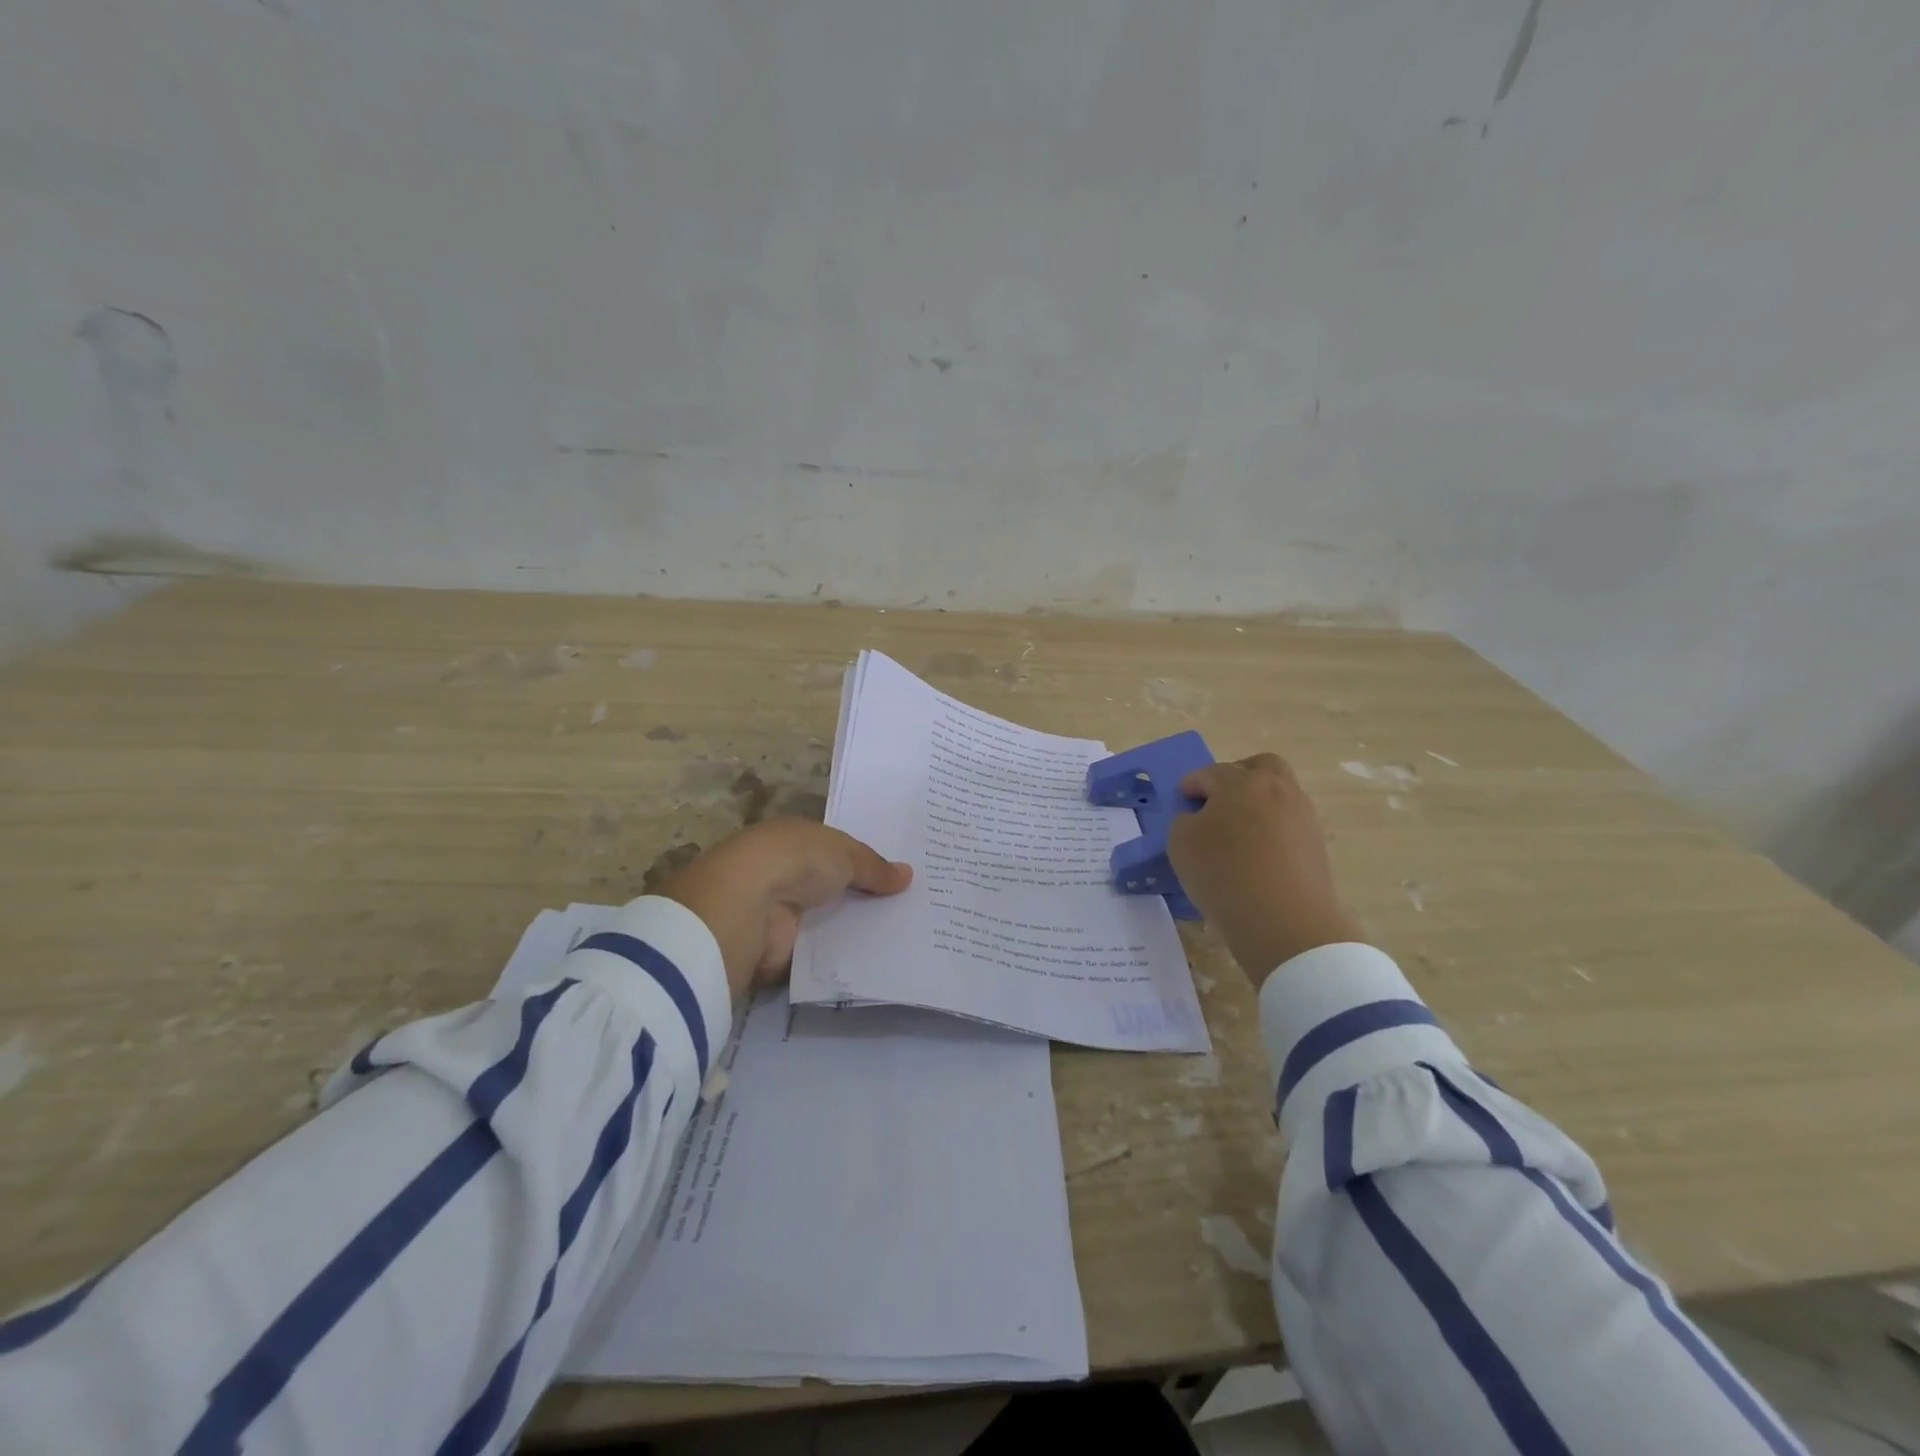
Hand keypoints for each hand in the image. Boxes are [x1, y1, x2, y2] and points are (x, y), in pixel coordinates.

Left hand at [658, 819, 912, 999]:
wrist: (748, 906)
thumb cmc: (795, 861)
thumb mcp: (844, 852)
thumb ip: (874, 866)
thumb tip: (908, 875)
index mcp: (793, 840)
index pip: (833, 850)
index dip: (863, 861)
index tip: (897, 876)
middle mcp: (783, 873)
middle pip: (831, 887)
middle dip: (862, 896)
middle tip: (909, 908)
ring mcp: (778, 913)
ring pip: (825, 921)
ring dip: (851, 928)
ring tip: (903, 938)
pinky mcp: (778, 950)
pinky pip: (818, 953)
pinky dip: (839, 957)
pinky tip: (875, 962)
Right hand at [1168, 753, 1365, 987]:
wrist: (1284, 920)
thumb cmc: (1224, 872)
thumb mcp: (1181, 842)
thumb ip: (1185, 821)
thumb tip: (1201, 819)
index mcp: (1241, 782)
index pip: (1211, 773)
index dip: (1192, 784)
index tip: (1182, 798)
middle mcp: (1277, 789)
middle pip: (1260, 766)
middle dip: (1237, 776)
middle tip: (1219, 800)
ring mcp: (1303, 816)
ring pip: (1280, 795)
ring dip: (1258, 804)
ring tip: (1238, 833)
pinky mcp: (1316, 845)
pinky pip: (1289, 824)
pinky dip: (1272, 830)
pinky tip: (1256, 854)